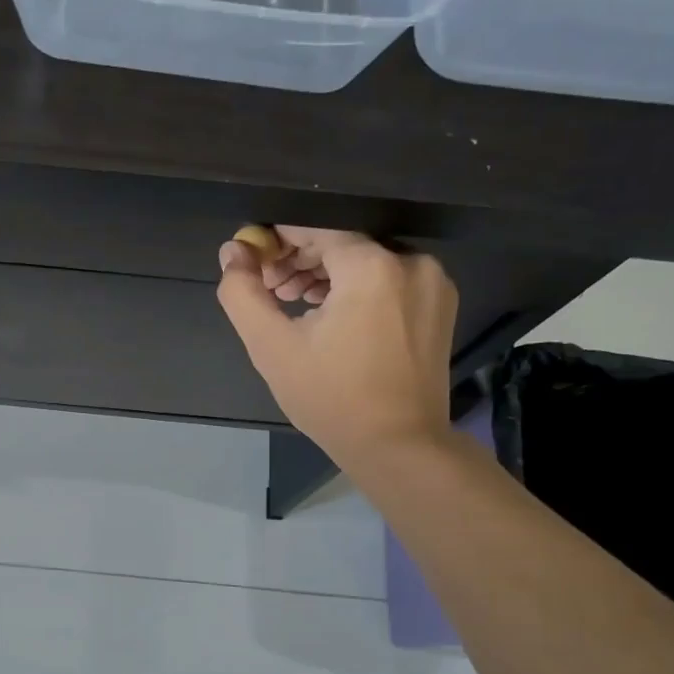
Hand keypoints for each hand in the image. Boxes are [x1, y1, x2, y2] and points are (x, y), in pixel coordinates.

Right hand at [217, 227, 458, 467]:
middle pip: (342, 242)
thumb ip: (243, 293)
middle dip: (300, 260)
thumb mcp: (272, 346)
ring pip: (367, 261)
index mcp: (371, 266)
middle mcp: (411, 262)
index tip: (254, 266)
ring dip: (327, 276)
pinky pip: (389, 280)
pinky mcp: (440, 306)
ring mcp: (432, 284)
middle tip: (271, 292)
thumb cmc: (331, 398)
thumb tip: (233, 252)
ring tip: (297, 306)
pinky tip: (332, 318)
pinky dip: (357, 289)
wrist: (398, 446)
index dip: (277, 241)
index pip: (314, 228)